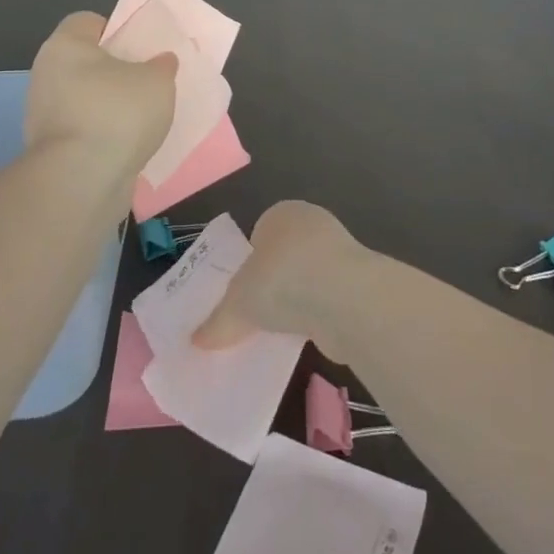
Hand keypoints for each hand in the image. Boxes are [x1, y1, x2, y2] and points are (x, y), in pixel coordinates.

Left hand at [25, 12, 177, 178]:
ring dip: (108, 106)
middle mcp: (46, 74)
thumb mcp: (157, 80)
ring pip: (83, 98)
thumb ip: (161, 66)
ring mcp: (42, 114)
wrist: (82, 179)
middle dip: (114, 71)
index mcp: (64, 45)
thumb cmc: (117, 113)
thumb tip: (160, 62)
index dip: (116, 29)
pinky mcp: (49, 149)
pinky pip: (82, 130)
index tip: (141, 48)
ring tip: (142, 118)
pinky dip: (101, 134)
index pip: (88, 22)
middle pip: (85, 62)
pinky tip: (127, 144)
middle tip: (147, 81)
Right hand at [193, 201, 364, 359]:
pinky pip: (326, 299)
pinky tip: (304, 336)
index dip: (247, 263)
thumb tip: (197, 340)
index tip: (238, 293)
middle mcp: (312, 225)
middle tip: (253, 313)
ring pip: (307, 278)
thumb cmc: (282, 281)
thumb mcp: (237, 303)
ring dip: (296, 301)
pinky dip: (316, 316)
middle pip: (283, 256)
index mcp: (281, 214)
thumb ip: (218, 321)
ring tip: (277, 331)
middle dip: (271, 283)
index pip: (259, 234)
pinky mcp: (357, 282)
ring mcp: (339, 252)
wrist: (345, 299)